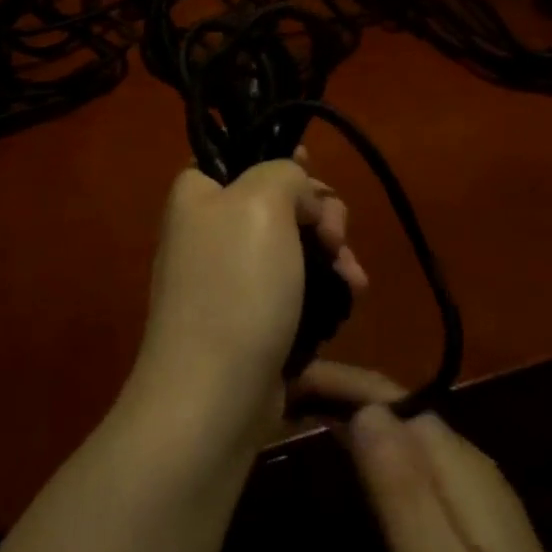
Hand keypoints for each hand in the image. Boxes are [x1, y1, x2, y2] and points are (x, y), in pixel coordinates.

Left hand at [128, 150, 366, 448]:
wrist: (214, 397)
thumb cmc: (236, 285)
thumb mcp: (263, 201)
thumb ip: (284, 173)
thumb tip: (300, 197)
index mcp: (198, 193)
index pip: (240, 154)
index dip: (282, 159)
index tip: (314, 172)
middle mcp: (210, 229)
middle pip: (278, 201)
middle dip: (320, 214)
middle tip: (334, 235)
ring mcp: (232, 278)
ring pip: (295, 246)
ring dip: (332, 255)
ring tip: (353, 279)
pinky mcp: (254, 318)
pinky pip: (297, 287)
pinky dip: (325, 289)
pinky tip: (350, 298)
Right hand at [299, 363, 551, 551]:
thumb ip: (402, 490)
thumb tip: (366, 408)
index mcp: (462, 470)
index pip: (394, 399)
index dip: (343, 379)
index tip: (289, 374)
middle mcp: (470, 471)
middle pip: (399, 413)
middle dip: (344, 393)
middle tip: (282, 394)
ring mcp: (474, 503)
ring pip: (405, 440)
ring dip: (357, 421)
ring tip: (304, 416)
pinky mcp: (470, 535)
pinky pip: (413, 471)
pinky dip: (374, 455)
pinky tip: (352, 465)